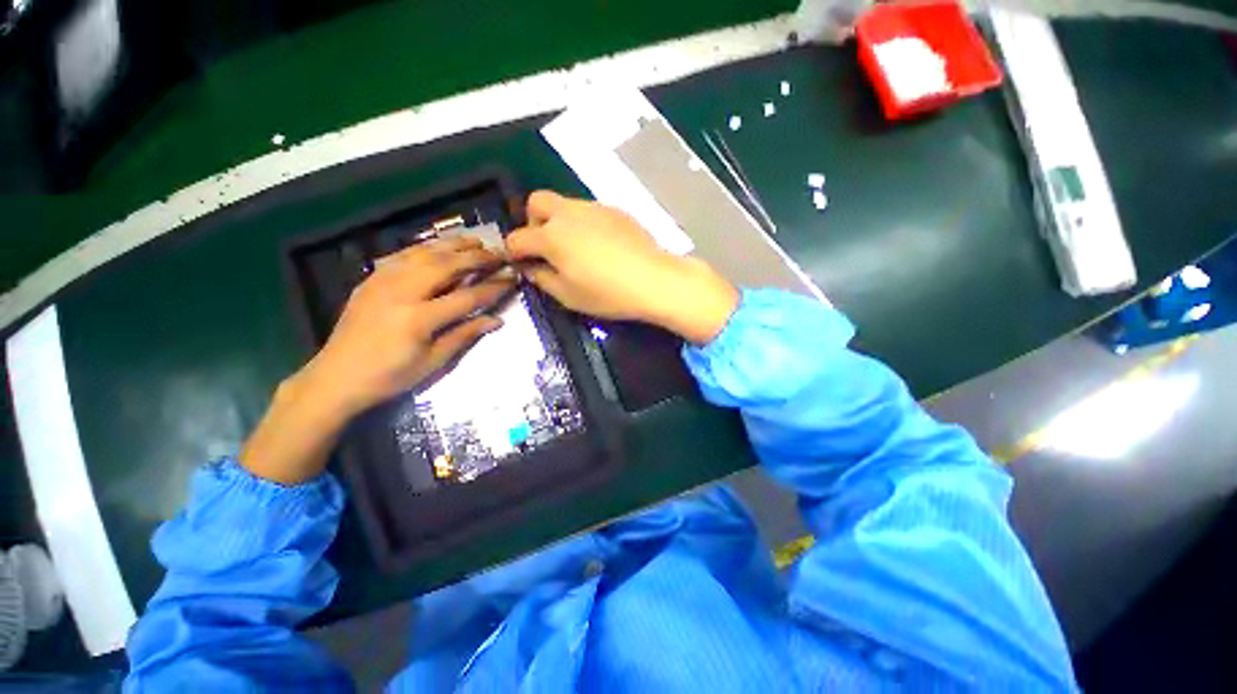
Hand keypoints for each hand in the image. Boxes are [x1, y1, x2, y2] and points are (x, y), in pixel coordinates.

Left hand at [241, 237, 513, 483]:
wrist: (336, 378)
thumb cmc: (390, 377)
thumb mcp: (433, 362)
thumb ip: (465, 335)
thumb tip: (496, 320)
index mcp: (419, 318)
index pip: (467, 296)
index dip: (493, 287)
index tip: (512, 278)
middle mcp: (401, 292)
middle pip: (446, 266)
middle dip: (477, 257)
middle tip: (499, 254)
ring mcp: (382, 282)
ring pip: (424, 253)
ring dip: (453, 245)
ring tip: (476, 242)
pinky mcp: (371, 279)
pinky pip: (402, 255)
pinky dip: (426, 247)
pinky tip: (439, 246)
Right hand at [506, 191, 738, 343]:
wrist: (652, 280)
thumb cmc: (607, 293)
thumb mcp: (568, 296)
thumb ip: (542, 278)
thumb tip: (530, 267)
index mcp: (551, 236)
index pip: (517, 238)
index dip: (514, 252)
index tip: (521, 263)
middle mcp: (568, 214)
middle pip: (536, 202)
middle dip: (533, 222)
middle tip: (546, 247)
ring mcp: (593, 208)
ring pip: (564, 204)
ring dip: (560, 222)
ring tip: (577, 249)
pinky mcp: (614, 210)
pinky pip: (589, 211)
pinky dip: (584, 224)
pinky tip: (600, 246)